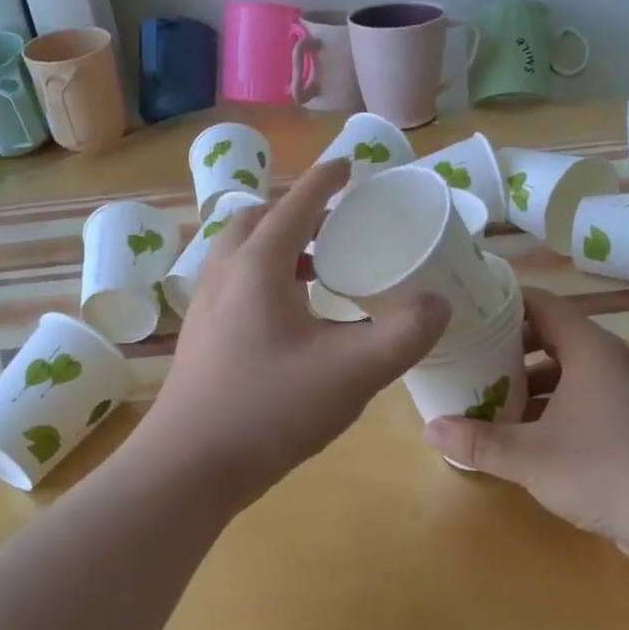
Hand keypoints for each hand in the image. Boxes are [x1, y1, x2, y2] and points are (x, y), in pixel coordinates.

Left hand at [134, 156, 448, 501]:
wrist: (189, 465)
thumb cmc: (270, 408)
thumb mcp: (352, 372)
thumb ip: (404, 334)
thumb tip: (439, 303)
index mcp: (258, 265)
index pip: (296, 204)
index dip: (326, 180)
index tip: (349, 164)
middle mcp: (225, 274)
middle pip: (259, 221)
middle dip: (298, 211)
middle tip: (338, 223)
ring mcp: (205, 305)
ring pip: (242, 253)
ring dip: (279, 245)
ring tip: (320, 267)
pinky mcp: (200, 335)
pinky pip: (235, 283)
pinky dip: (265, 277)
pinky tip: (292, 316)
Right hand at [422, 288, 628, 572]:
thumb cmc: (607, 470)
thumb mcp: (531, 457)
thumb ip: (478, 441)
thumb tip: (429, 428)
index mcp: (590, 350)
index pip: (541, 304)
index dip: (503, 302)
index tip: (467, 311)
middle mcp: (612, 361)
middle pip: (553, 337)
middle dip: (509, 349)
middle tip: (469, 360)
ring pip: (570, 372)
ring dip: (531, 384)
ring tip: (491, 400)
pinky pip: (587, 399)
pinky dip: (555, 407)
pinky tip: (528, 436)